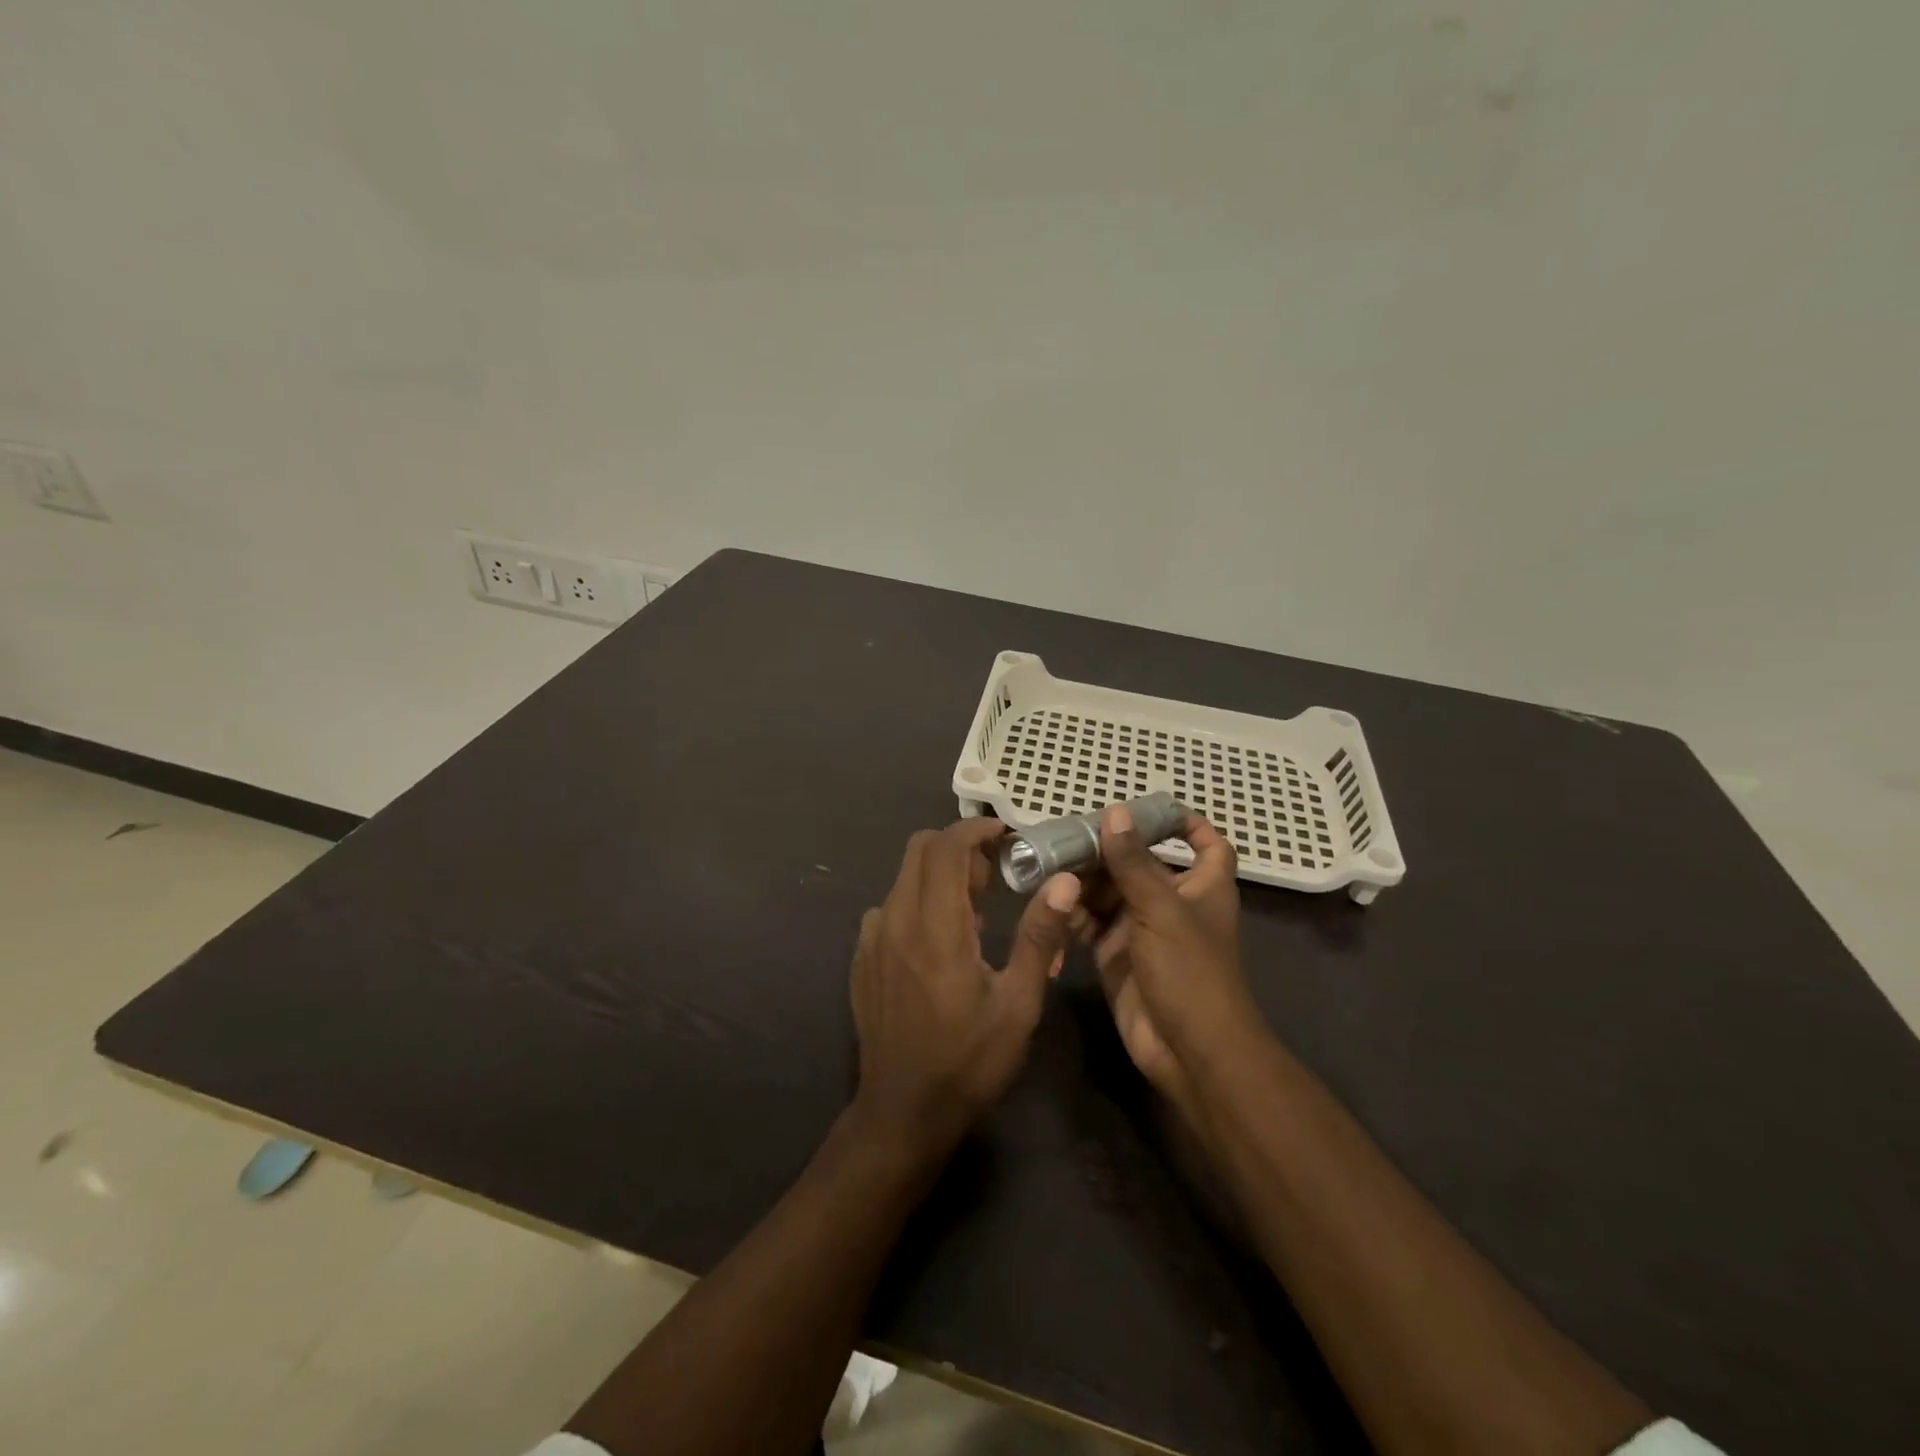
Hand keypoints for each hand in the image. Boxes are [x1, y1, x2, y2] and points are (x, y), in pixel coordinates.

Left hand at [849, 818, 1080, 1160]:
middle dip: (958, 847)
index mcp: (936, 928)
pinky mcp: (861, 958)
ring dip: (938, 876)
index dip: (974, 829)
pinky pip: (889, 907)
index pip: (945, 847)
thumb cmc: (969, 1061)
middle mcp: (896, 921)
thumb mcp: (1018, 1004)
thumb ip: (1040, 936)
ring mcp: (872, 939)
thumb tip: (1064, 882)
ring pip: (903, 877)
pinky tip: (939, 941)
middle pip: (919, 850)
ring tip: (973, 912)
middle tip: (994, 876)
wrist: (902, 1113)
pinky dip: (917, 902)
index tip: (1004, 835)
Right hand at [1077, 806, 1255, 1111]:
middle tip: (1065, 834)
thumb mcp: (1162, 909)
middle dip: (1107, 850)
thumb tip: (1115, 812)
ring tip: (1047, 864)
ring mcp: (1141, 930)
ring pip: (1109, 892)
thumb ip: (1134, 862)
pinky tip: (1049, 901)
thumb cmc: (1190, 972)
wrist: (1188, 1052)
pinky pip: (1090, 924)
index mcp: (1201, 886)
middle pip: (1139, 864)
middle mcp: (1172, 903)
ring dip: (1083, 880)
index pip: (1206, 844)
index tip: (1150, 808)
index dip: (1187, 824)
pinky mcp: (1115, 955)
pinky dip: (1072, 913)